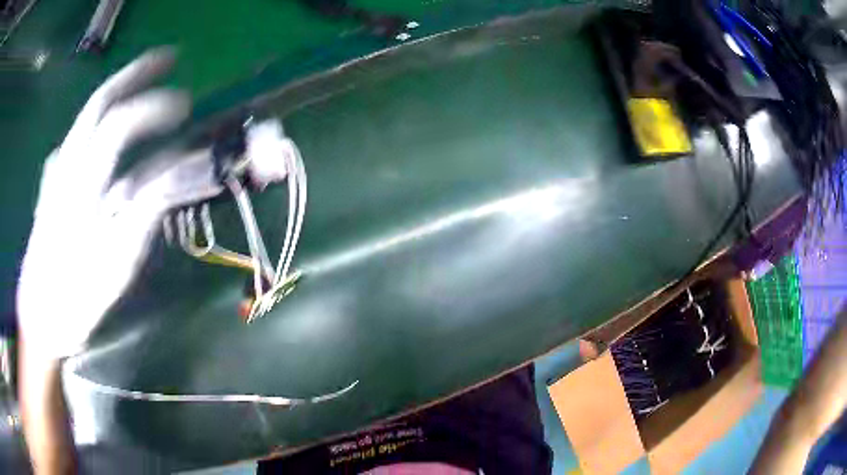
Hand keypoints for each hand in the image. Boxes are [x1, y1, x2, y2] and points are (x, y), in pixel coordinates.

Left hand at [17, 49, 189, 358]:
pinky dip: (95, 119)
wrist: (39, 317)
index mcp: (81, 189)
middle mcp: (65, 167)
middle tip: (168, 59)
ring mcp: (55, 171)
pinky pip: (75, 137)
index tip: (185, 106)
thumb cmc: (76, 300)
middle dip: (134, 73)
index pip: (118, 126)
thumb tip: (172, 175)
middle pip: (98, 103)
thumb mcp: (114, 268)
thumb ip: (141, 214)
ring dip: (117, 88)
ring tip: (142, 79)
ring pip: (85, 115)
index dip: (153, 107)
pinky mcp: (50, 182)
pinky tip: (105, 124)